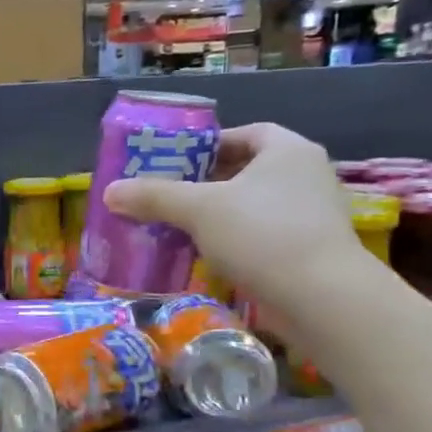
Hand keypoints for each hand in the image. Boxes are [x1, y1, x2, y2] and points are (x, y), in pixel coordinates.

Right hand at [103, 123, 369, 309]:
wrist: (322, 298)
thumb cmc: (262, 235)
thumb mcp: (198, 210)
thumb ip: (154, 196)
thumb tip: (109, 192)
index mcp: (288, 151)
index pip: (246, 133)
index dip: (210, 144)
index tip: (177, 161)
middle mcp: (307, 175)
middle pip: (248, 169)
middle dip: (207, 181)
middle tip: (169, 193)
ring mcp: (312, 214)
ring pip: (254, 204)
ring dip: (219, 213)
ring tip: (180, 225)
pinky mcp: (310, 249)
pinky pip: (263, 233)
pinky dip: (235, 239)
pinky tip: (206, 254)